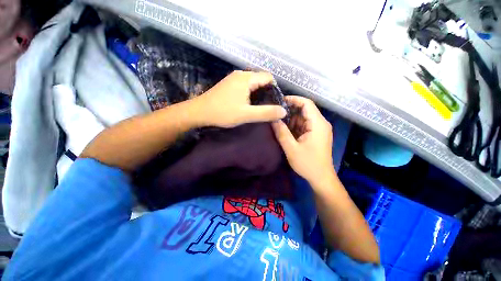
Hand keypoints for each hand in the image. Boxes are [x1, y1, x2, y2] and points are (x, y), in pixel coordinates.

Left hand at [193, 71, 286, 127]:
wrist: (199, 112)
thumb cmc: (223, 113)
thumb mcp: (247, 115)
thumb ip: (266, 113)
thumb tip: (284, 111)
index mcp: (246, 78)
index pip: (268, 77)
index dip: (275, 89)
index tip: (275, 102)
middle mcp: (240, 74)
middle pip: (261, 80)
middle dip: (267, 92)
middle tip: (268, 107)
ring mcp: (233, 79)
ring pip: (253, 83)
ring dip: (258, 94)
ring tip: (260, 107)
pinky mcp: (229, 85)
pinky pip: (245, 86)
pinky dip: (250, 94)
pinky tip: (248, 104)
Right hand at [272, 96, 334, 187]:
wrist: (321, 178)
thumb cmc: (308, 163)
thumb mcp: (291, 148)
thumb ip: (281, 132)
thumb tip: (273, 119)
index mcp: (317, 124)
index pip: (307, 103)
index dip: (293, 99)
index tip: (279, 102)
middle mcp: (320, 123)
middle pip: (305, 110)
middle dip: (290, 112)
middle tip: (276, 116)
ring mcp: (319, 129)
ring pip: (303, 118)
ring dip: (291, 120)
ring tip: (279, 125)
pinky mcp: (316, 135)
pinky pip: (304, 125)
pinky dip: (295, 127)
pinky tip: (286, 132)